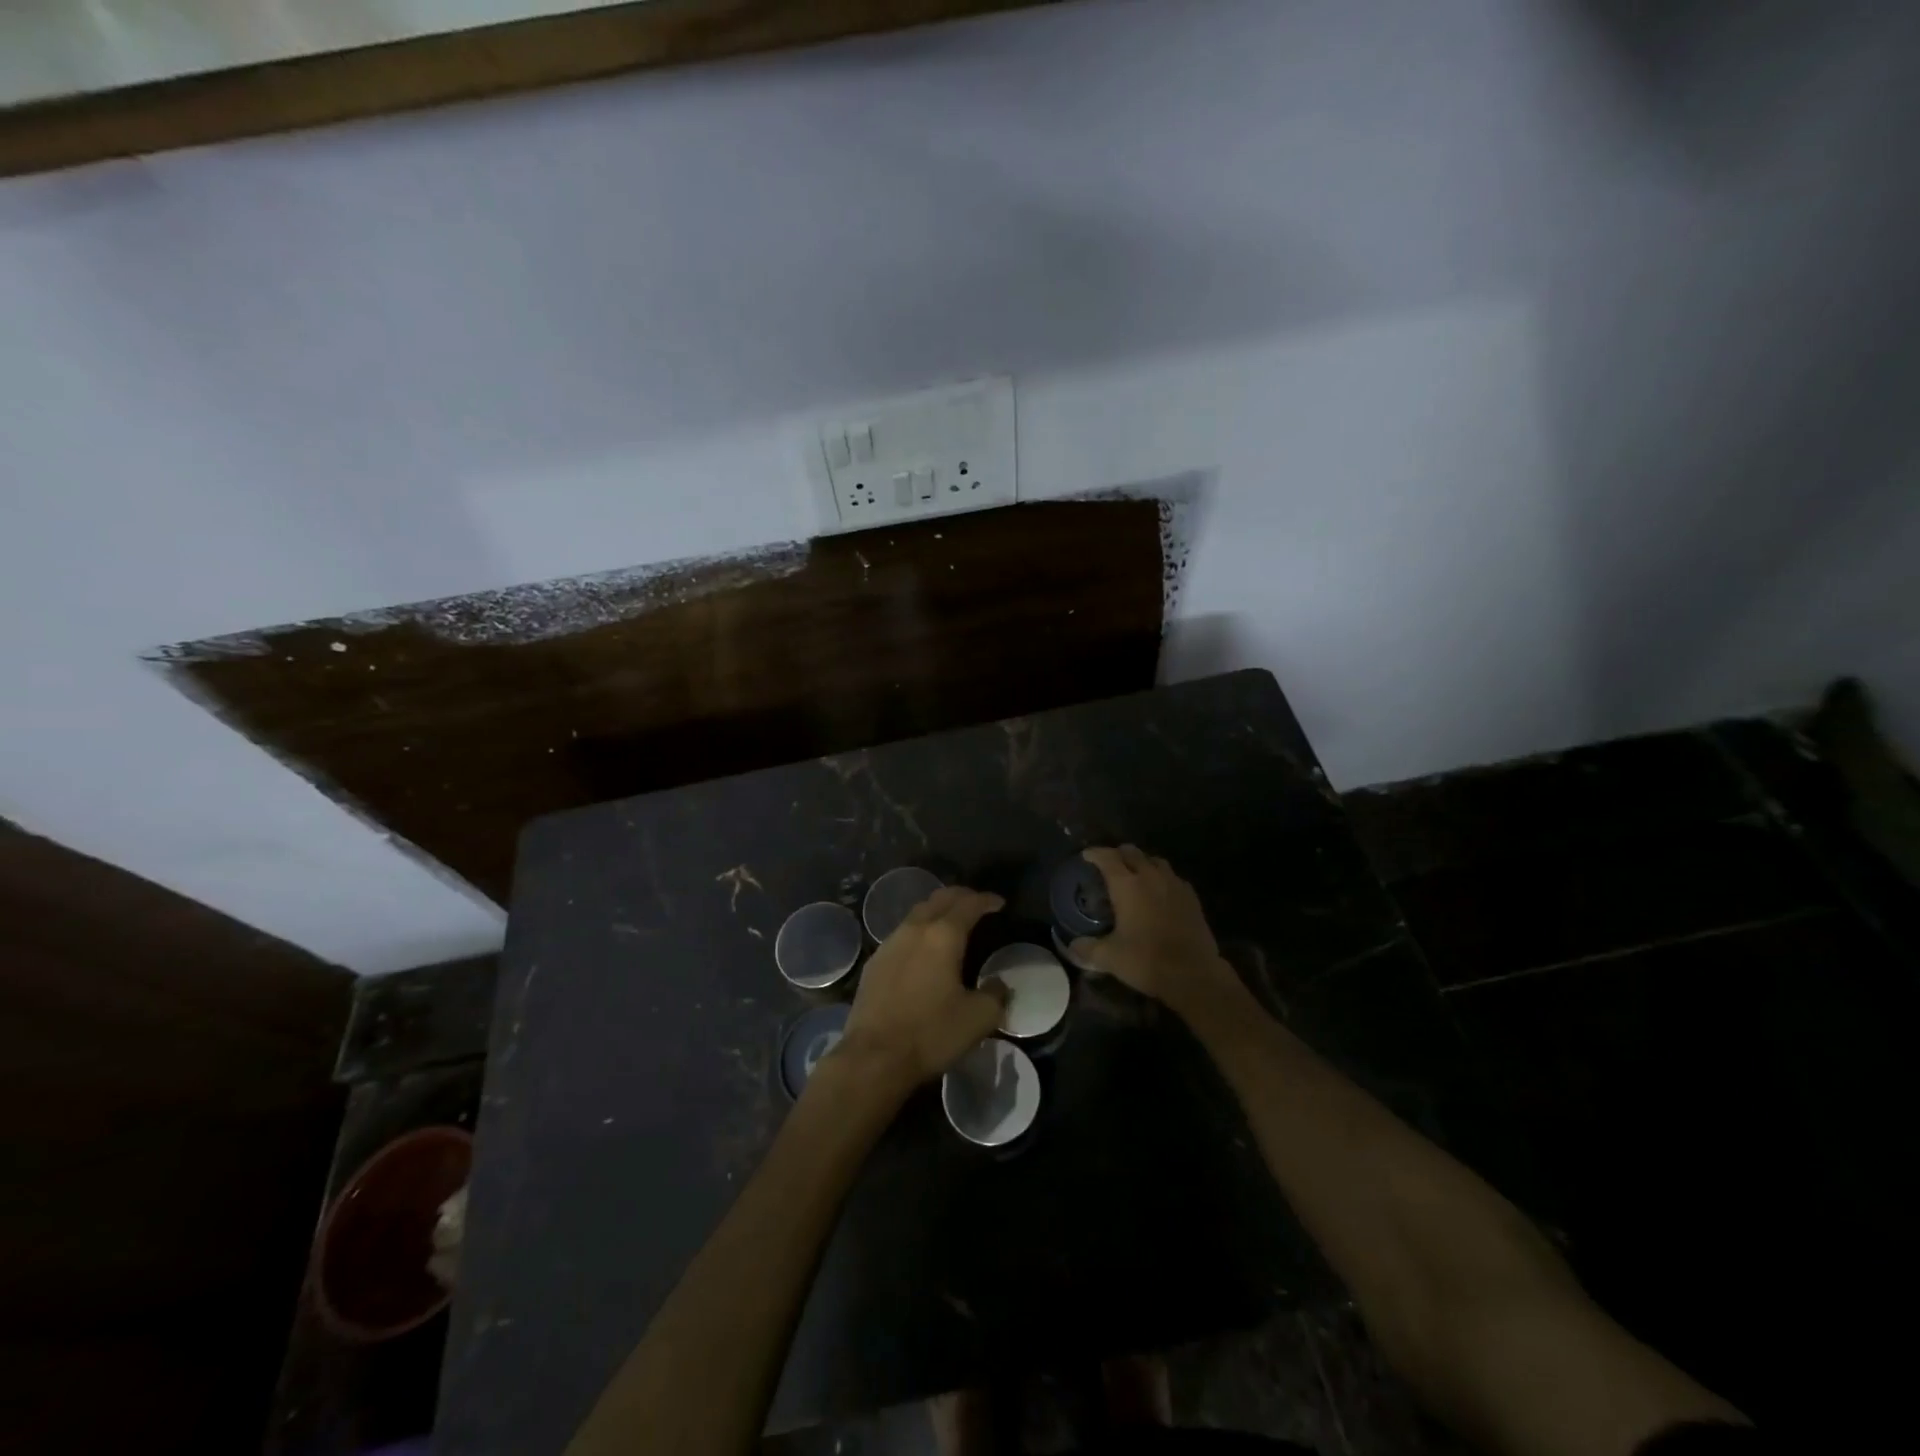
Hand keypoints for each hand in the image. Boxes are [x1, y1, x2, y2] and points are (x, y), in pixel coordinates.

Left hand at [833, 886, 1007, 1099]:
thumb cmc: (931, 1033)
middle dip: (961, 896)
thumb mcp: (978, 1018)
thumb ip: (996, 995)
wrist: (873, 1057)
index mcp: (943, 935)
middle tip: (977, 905)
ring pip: (918, 913)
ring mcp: (890, 943)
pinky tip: (923, 949)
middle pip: (940, 898)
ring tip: (952, 923)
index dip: (987, 900)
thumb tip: (999, 984)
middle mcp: (915, 929)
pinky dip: (920, 931)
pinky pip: (902, 933)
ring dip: (938, 910)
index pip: (969, 904)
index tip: (1000, 903)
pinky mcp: (875, 962)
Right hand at [1071, 846, 1244, 1019]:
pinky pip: (1173, 877)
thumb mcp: (1110, 958)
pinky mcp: (1192, 897)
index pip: (1107, 858)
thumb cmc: (1147, 961)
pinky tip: (1160, 892)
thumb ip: (1088, 949)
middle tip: (1108, 865)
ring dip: (1142, 862)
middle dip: (1118, 854)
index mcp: (1127, 885)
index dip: (1095, 854)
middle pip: (1132, 853)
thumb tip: (1072, 947)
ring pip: (1155, 861)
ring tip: (1135, 874)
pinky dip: (1162, 877)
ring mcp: (1174, 885)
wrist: (1194, 974)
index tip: (1086, 856)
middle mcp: (1151, 877)